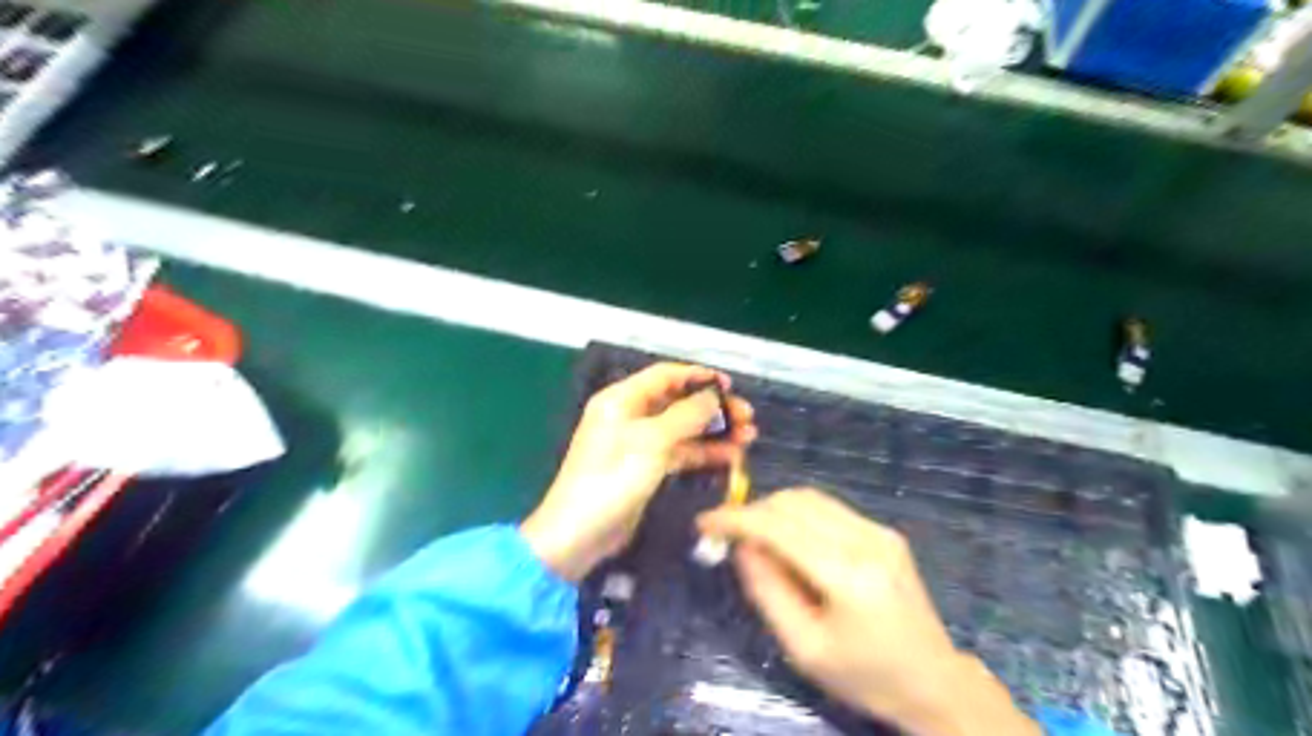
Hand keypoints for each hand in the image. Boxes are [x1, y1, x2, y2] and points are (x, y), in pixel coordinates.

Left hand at [518, 363, 754, 579]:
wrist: (579, 534)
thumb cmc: (612, 479)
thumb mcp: (652, 441)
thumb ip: (686, 415)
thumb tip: (714, 395)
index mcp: (621, 400)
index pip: (665, 376)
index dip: (698, 376)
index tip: (730, 385)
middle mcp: (629, 416)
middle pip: (678, 402)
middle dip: (712, 407)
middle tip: (747, 416)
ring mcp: (638, 444)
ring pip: (683, 429)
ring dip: (713, 431)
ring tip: (748, 437)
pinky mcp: (646, 469)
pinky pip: (680, 453)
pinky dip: (703, 453)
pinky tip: (731, 457)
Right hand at [697, 488, 1033, 735]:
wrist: (934, 682)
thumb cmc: (864, 676)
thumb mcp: (804, 648)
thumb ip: (766, 591)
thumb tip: (741, 546)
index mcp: (847, 575)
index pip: (779, 526)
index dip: (736, 518)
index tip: (704, 522)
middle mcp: (866, 540)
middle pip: (794, 502)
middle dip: (754, 511)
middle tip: (728, 535)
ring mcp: (879, 530)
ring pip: (810, 497)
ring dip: (774, 509)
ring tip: (755, 538)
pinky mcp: (884, 531)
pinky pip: (828, 508)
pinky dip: (797, 515)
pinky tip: (789, 541)